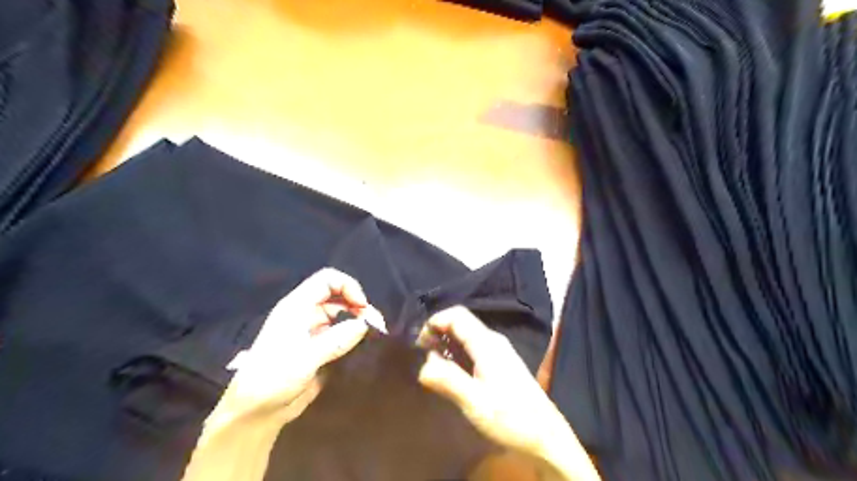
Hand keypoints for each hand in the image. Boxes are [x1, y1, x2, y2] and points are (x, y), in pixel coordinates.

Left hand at [208, 269, 379, 429]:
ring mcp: (313, 332)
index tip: (362, 306)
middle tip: (376, 325)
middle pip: (338, 297)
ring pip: (342, 316)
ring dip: (359, 321)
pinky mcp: (320, 348)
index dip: (347, 286)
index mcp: (297, 307)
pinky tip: (366, 345)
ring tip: (376, 335)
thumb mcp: (305, 358)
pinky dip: (355, 336)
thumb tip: (365, 324)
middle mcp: (306, 314)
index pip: (327, 280)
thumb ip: (336, 339)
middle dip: (359, 306)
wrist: (256, 412)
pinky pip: (342, 334)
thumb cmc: (273, 378)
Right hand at [419, 308, 597, 479]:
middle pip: (460, 323)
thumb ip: (448, 380)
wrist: (545, 436)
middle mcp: (493, 340)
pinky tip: (450, 372)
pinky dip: (457, 353)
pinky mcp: (500, 363)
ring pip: (466, 336)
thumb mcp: (475, 402)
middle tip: (421, 355)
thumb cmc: (510, 418)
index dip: (434, 322)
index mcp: (487, 343)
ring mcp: (498, 351)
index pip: (456, 315)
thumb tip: (422, 365)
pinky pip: (472, 348)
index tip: (418, 344)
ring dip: (446, 344)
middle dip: (438, 333)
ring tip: (430, 364)